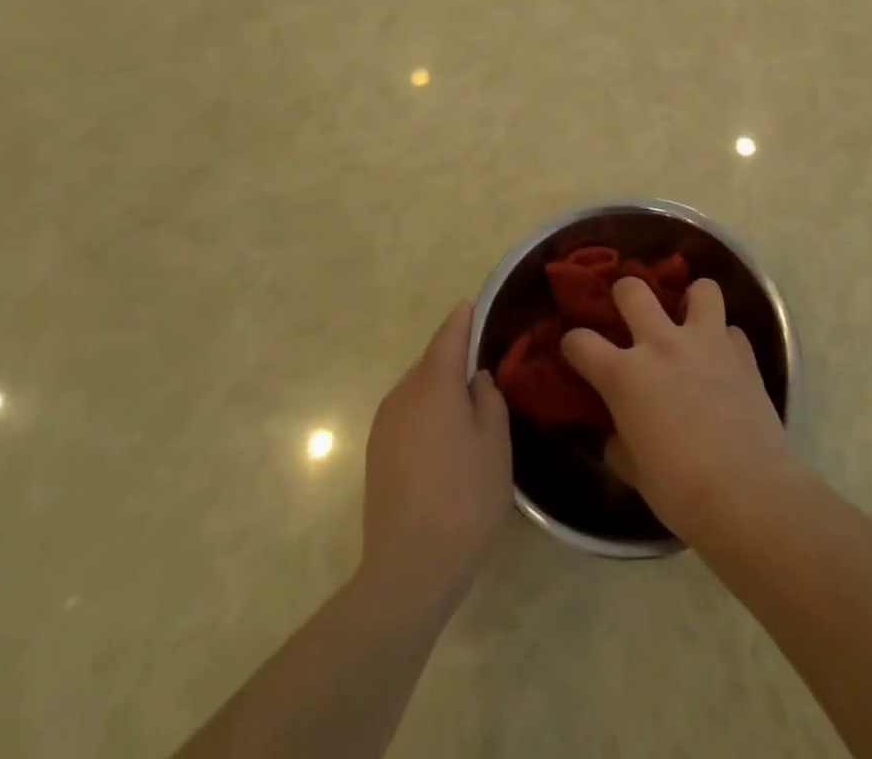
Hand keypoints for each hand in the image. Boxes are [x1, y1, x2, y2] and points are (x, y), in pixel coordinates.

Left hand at [361, 302, 510, 604]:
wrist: (409, 567)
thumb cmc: (465, 496)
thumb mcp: (495, 442)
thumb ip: (488, 399)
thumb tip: (475, 379)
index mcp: (433, 384)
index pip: (448, 338)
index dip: (461, 320)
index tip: (471, 305)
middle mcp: (402, 395)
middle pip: (430, 364)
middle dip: (452, 357)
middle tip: (482, 363)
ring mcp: (384, 426)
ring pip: (417, 390)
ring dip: (439, 388)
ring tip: (468, 402)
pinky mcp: (376, 454)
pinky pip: (407, 415)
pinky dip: (427, 412)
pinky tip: (445, 436)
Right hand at [561, 278, 803, 541]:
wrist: (750, 495)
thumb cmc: (681, 491)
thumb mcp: (635, 473)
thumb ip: (620, 444)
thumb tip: (618, 435)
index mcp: (624, 375)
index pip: (580, 342)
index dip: (573, 345)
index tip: (576, 354)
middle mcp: (661, 344)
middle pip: (632, 290)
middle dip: (624, 295)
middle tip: (629, 315)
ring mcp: (706, 342)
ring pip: (699, 289)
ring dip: (691, 301)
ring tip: (690, 322)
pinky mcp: (744, 354)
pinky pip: (732, 330)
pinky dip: (726, 341)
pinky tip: (724, 361)